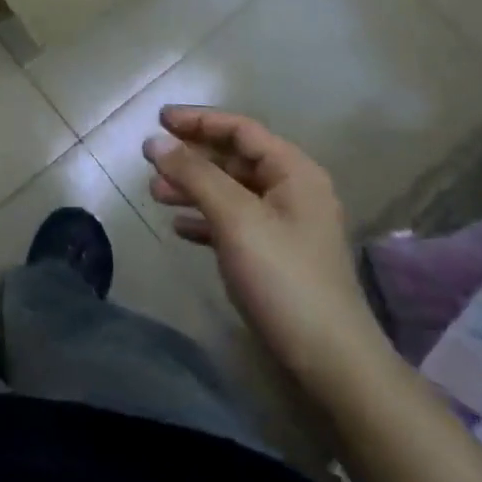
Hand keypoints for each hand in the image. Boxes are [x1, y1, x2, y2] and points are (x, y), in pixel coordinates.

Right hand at [145, 106, 388, 390]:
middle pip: (234, 158)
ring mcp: (285, 225)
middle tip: (150, 161)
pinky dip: (205, 219)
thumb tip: (154, 141)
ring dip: (193, 188)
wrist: (330, 362)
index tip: (158, 119)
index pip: (241, 129)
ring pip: (230, 191)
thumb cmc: (283, 277)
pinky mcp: (275, 256)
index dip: (198, 120)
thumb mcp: (235, 218)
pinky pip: (233, 222)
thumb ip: (194, 174)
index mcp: (294, 172)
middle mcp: (293, 191)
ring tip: (155, 194)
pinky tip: (179, 228)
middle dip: (191, 157)